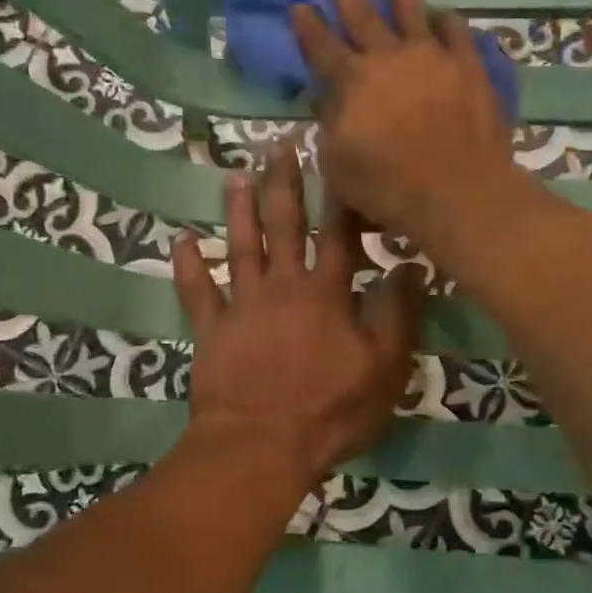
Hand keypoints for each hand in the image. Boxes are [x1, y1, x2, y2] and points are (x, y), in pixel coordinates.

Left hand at [172, 144, 425, 486]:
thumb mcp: (385, 369)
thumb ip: (398, 315)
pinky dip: (188, 266)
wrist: (261, 446)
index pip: (337, 235)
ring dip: (238, 211)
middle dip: (284, 185)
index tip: (335, 158)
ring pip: (240, 248)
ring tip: (235, 176)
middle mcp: (283, 288)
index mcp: (327, 295)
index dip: (339, 197)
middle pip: (284, 227)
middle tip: (278, 146)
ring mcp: (242, 307)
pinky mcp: (211, 332)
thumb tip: (410, 266)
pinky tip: (181, 240)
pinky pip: (197, 293)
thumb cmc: (330, 411)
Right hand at [291, 0, 518, 242]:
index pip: (321, 47)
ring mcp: (432, 57)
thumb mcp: (339, 167)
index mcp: (352, 84)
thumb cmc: (390, 189)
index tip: (298, 3)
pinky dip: (446, 20)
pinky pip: (456, 31)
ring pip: (411, 11)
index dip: (307, 25)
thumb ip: (329, 128)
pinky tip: (442, 15)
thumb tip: (323, 99)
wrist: (458, 192)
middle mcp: (388, 59)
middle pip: (362, 14)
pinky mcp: (468, 66)